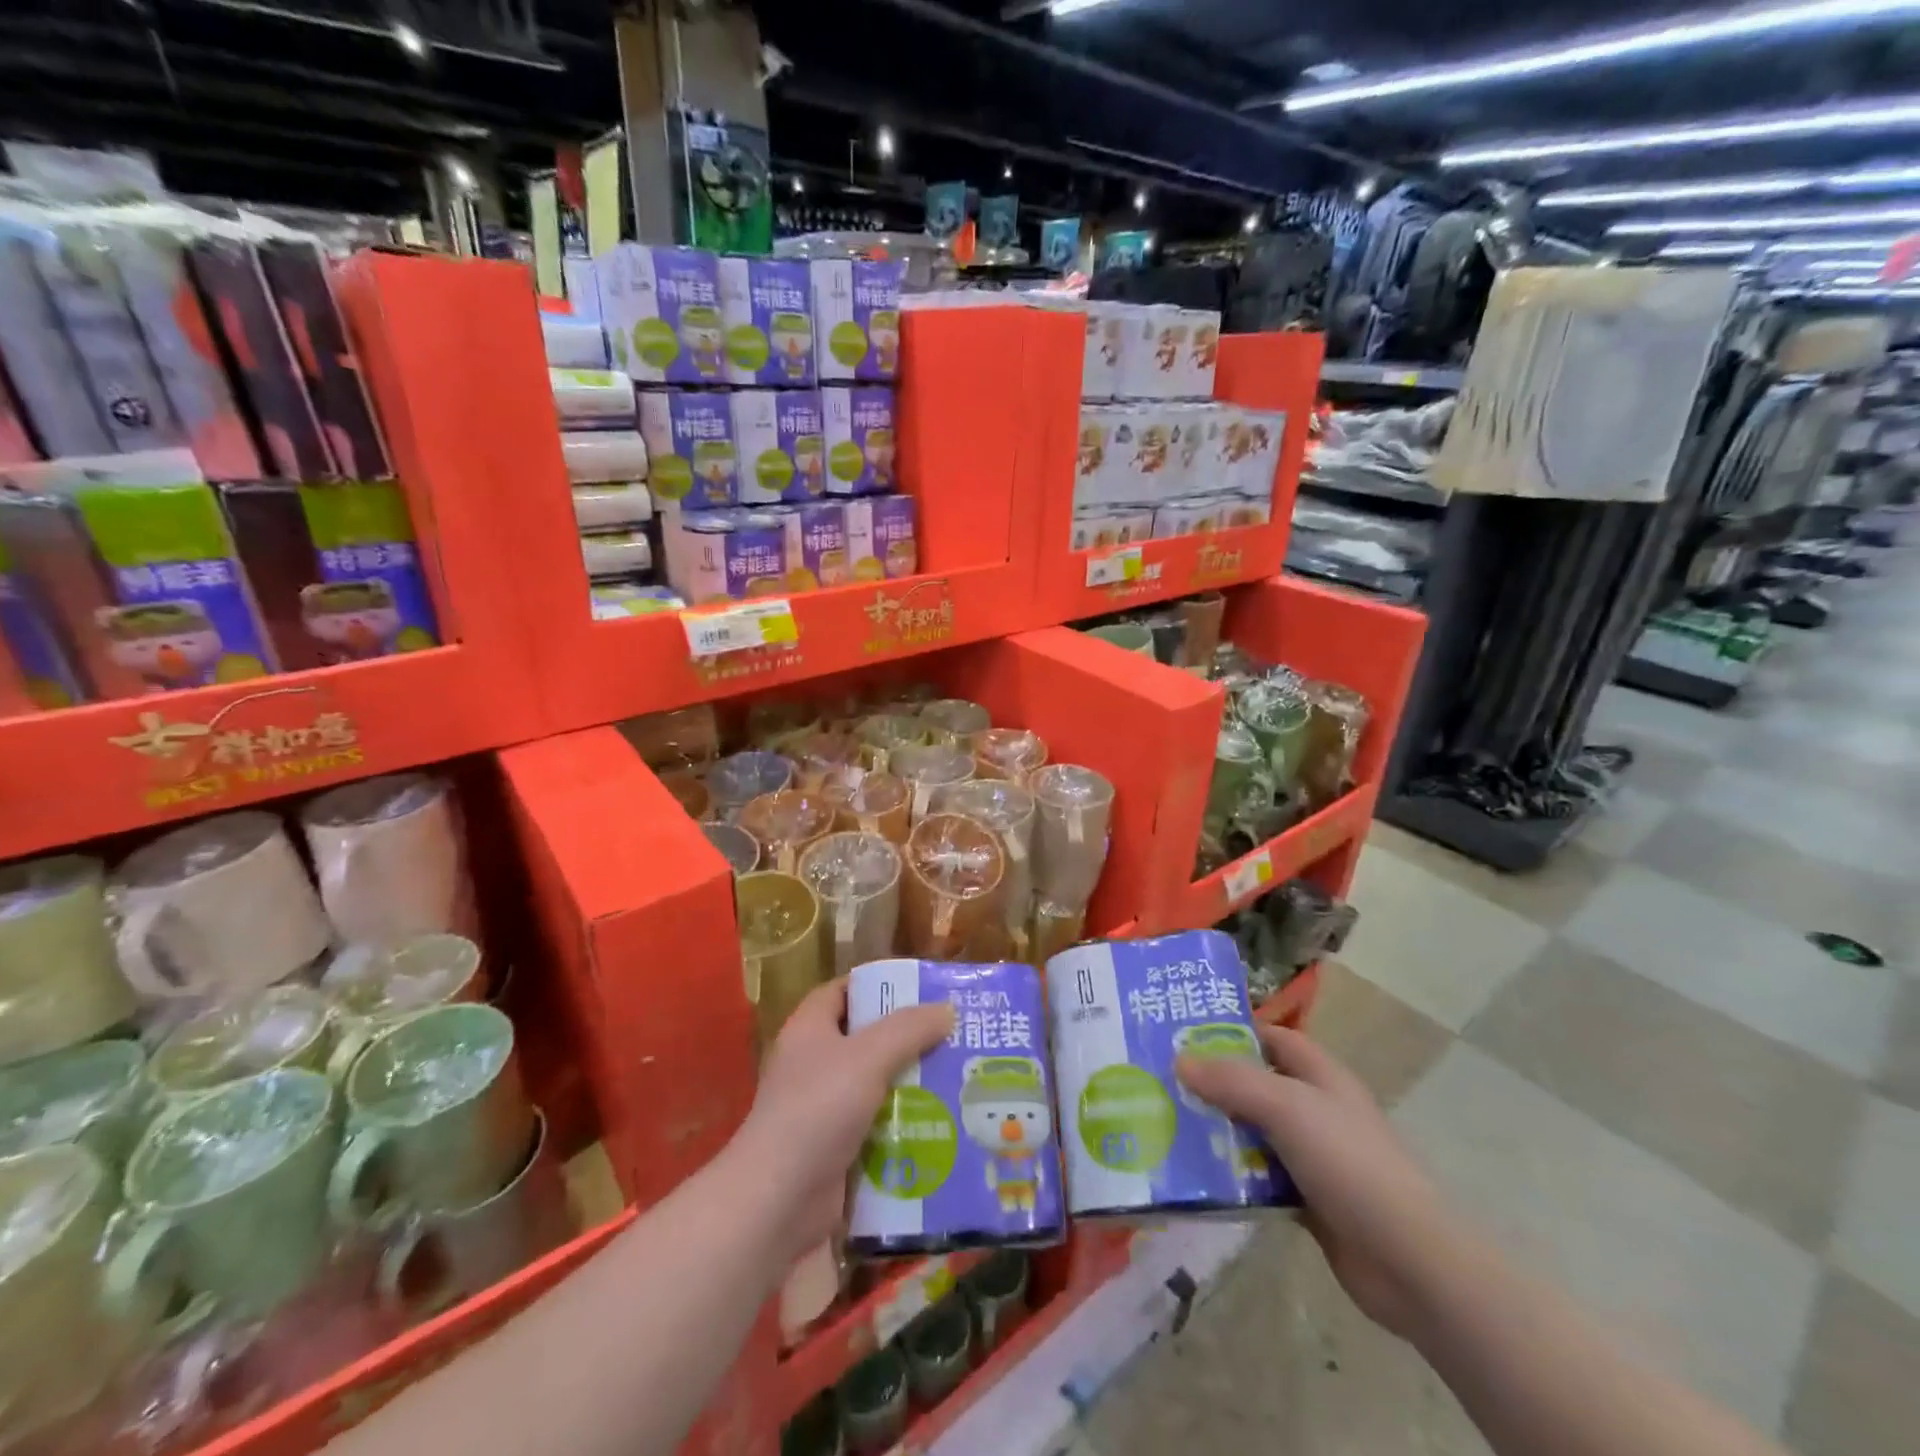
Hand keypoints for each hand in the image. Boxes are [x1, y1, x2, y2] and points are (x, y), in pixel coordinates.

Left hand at [734, 978, 953, 1265]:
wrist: (778, 1205)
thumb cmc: (817, 1112)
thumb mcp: (868, 1057)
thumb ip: (909, 1029)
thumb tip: (946, 1009)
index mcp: (809, 1030)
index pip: (843, 992)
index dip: (878, 986)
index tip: (920, 990)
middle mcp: (813, 1065)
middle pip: (866, 1039)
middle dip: (908, 1038)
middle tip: (953, 1035)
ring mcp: (823, 1111)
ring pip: (876, 1086)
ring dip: (913, 1085)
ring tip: (959, 1078)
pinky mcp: (836, 1152)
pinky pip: (878, 1129)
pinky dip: (905, 1127)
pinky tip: (942, 1125)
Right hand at [1176, 1025, 1454, 1340]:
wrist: (1409, 1261)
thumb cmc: (1349, 1162)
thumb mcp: (1287, 1107)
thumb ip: (1232, 1081)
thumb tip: (1180, 1060)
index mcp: (1321, 1076)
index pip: (1273, 1038)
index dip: (1234, 1031)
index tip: (1185, 1034)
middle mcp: (1317, 1109)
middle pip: (1258, 1084)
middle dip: (1215, 1083)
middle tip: (1163, 1081)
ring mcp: (1314, 1157)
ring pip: (1255, 1132)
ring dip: (1219, 1131)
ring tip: (1167, 1125)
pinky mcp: (1308, 1200)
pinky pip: (1260, 1177)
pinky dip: (1233, 1175)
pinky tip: (1197, 1176)